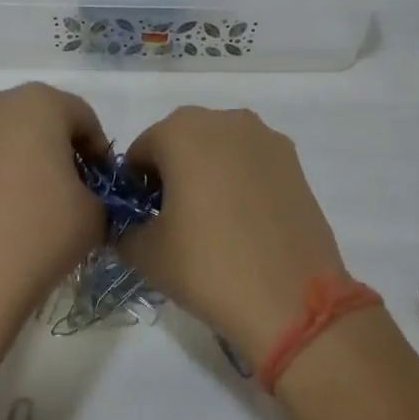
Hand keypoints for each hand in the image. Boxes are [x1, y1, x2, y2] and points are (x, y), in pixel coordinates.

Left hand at [0, 84, 108, 328]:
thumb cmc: (37, 232)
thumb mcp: (95, 216)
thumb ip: (99, 197)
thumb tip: (82, 201)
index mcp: (38, 102)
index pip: (82, 117)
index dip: (98, 152)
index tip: (102, 189)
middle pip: (39, 121)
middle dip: (58, 153)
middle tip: (70, 197)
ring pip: (3, 140)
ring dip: (22, 164)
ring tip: (31, 211)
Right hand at [124, 107, 348, 369]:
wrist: (293, 299)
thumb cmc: (208, 266)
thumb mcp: (145, 253)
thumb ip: (124, 230)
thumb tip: (130, 227)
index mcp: (181, 130)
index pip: (141, 151)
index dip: (134, 186)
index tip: (141, 220)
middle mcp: (224, 120)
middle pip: (182, 141)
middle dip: (172, 173)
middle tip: (173, 221)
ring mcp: (265, 137)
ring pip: (219, 148)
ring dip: (207, 173)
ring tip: (212, 222)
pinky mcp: (294, 161)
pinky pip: (251, 162)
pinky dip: (240, 181)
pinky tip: (244, 222)